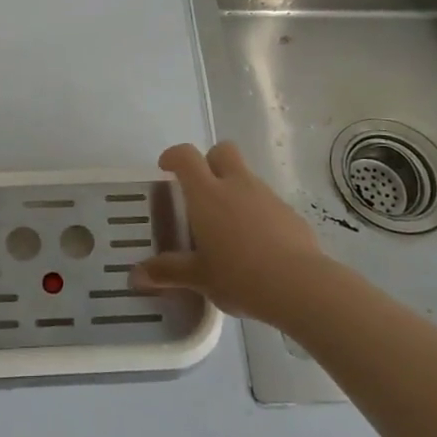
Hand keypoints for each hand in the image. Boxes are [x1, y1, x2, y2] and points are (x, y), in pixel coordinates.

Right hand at [132, 141, 327, 323]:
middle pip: (223, 150)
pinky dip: (258, 214)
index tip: (166, 168)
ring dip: (235, 190)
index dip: (174, 156)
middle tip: (202, 190)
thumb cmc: (239, 276)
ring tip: (229, 229)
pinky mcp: (290, 213)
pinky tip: (257, 246)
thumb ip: (168, 272)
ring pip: (246, 177)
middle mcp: (237, 185)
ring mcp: (267, 196)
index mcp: (207, 194)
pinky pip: (267, 203)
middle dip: (210, 161)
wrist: (300, 286)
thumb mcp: (199, 277)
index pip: (186, 156)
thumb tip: (136, 276)